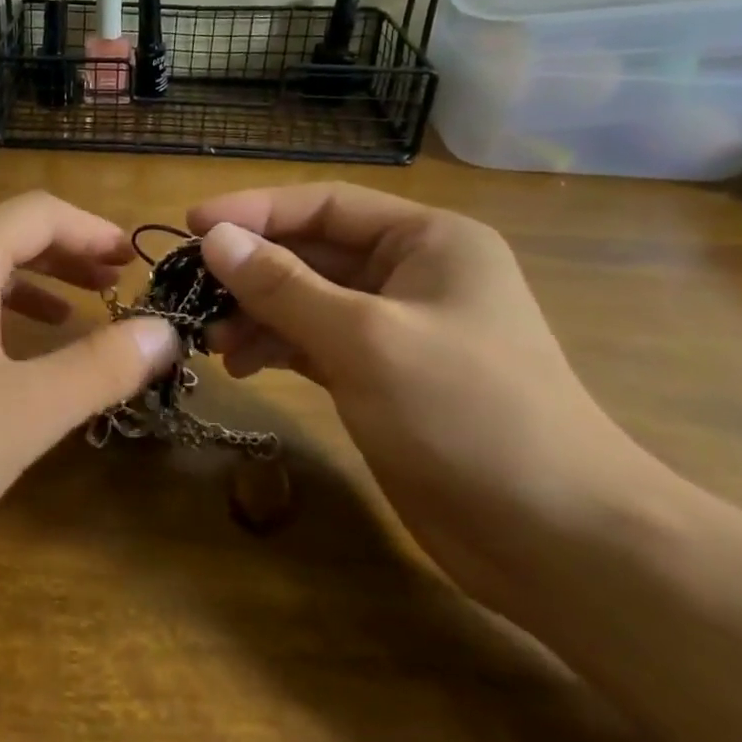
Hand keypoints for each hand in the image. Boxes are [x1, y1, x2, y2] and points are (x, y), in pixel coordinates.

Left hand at [0, 192, 179, 578]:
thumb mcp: (23, 412)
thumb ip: (99, 367)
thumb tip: (163, 331)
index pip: (41, 211)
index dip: (94, 229)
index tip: (135, 260)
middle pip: (6, 234)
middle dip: (67, 254)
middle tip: (115, 284)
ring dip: (30, 284)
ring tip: (75, 315)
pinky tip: (4, 359)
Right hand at [188, 183, 673, 615]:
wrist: (554, 537)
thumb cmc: (466, 413)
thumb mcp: (364, 339)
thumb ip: (283, 286)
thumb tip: (213, 238)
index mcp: (427, 240)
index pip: (325, 204)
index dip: (255, 210)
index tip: (191, 224)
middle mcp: (411, 273)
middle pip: (312, 252)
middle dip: (250, 270)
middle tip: (187, 289)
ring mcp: (395, 327)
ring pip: (306, 300)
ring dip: (255, 313)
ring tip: (209, 338)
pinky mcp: (380, 375)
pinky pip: (313, 342)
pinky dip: (275, 347)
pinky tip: (240, 365)